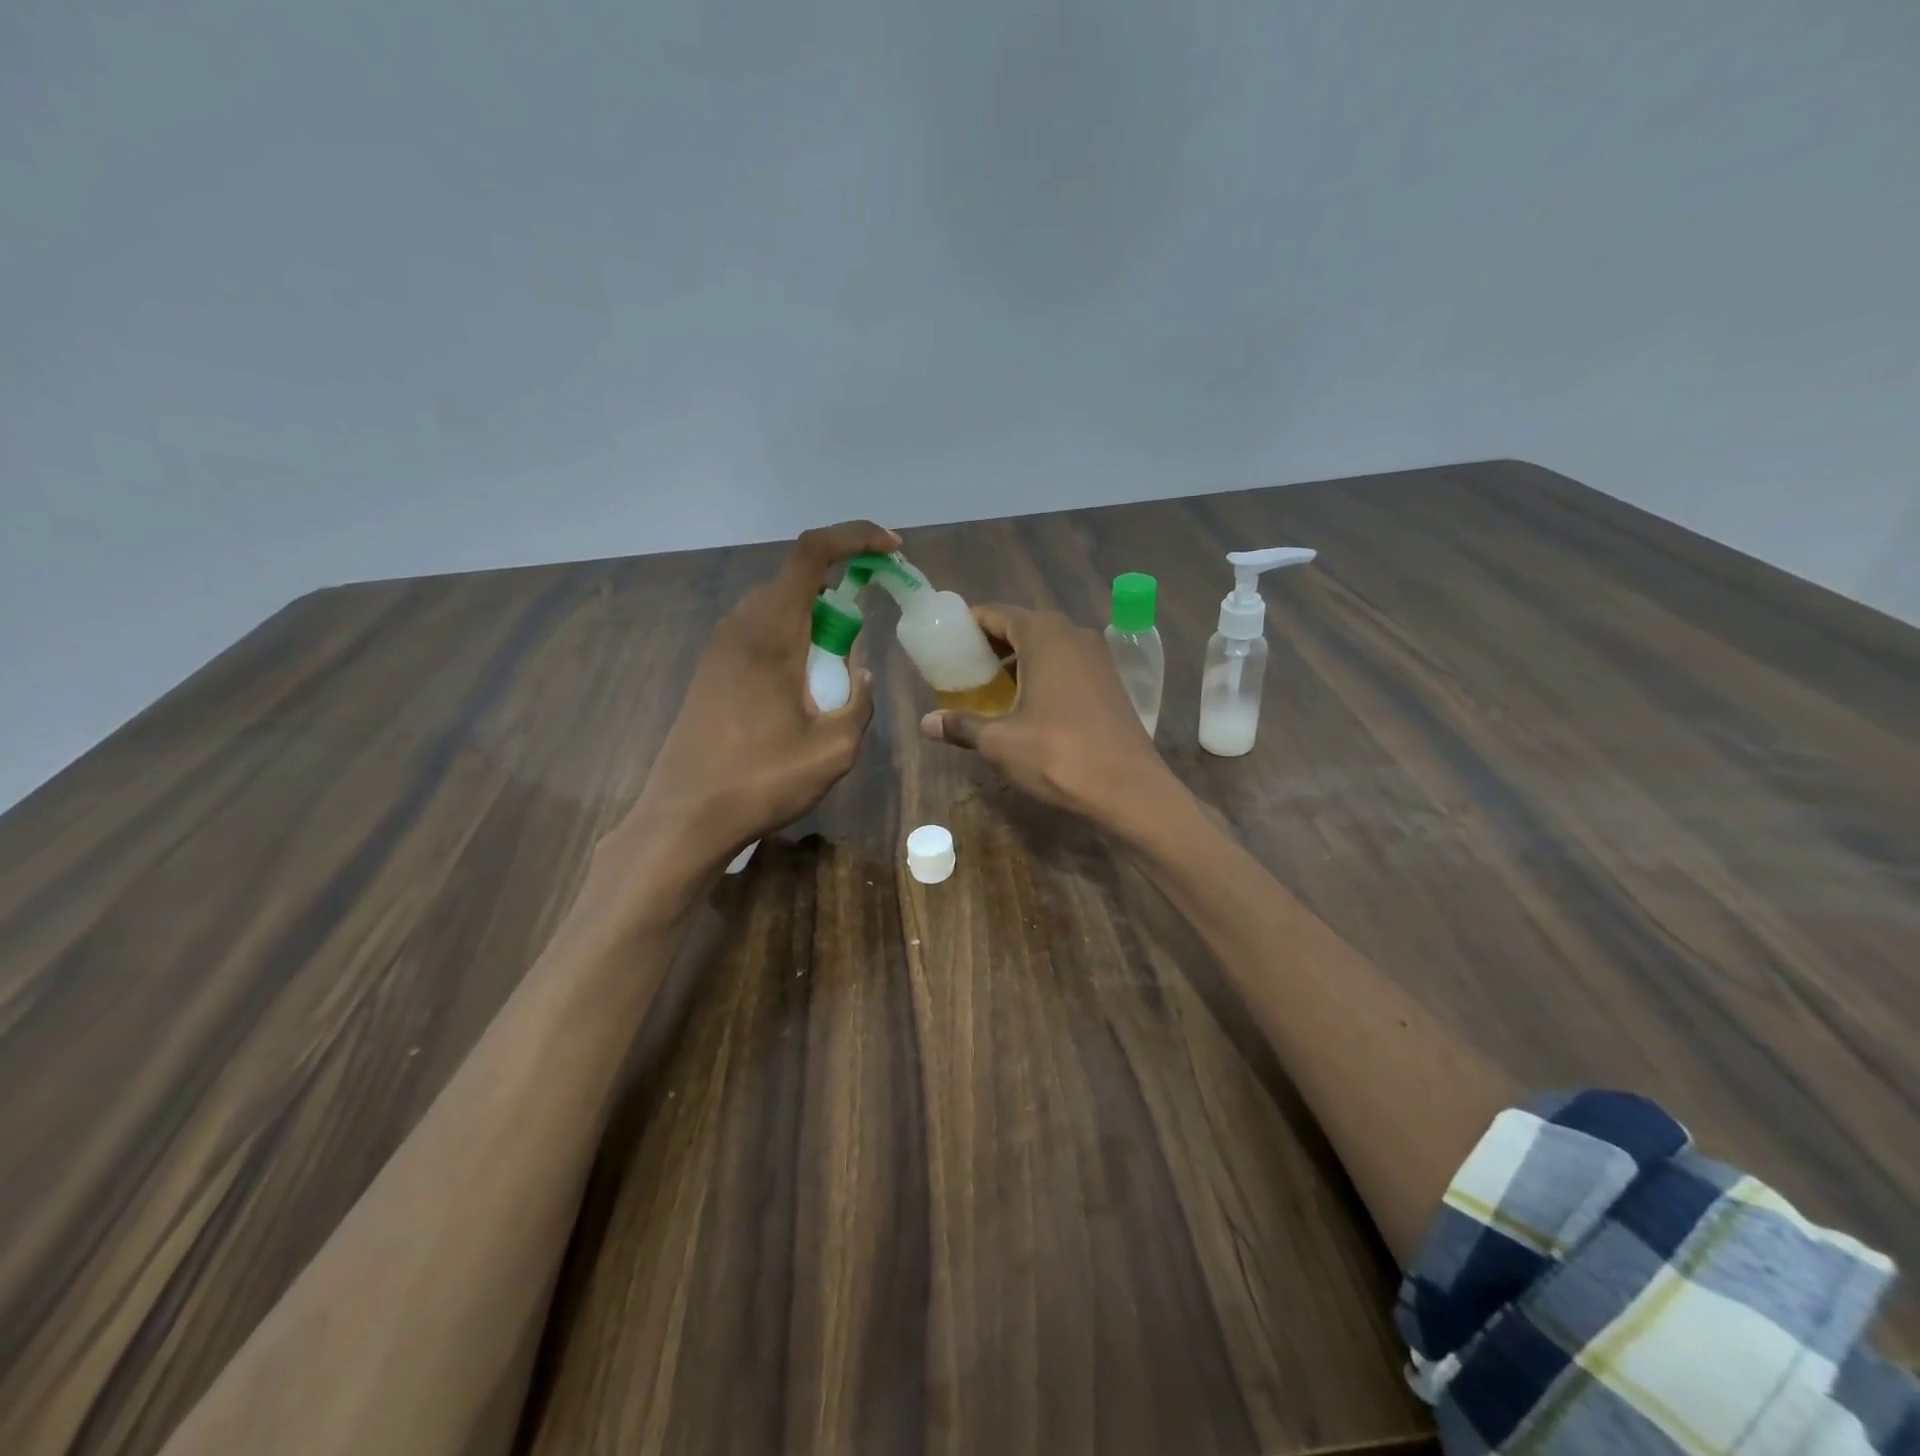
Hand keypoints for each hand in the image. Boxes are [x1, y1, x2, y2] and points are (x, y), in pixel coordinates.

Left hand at [620, 520, 899, 870]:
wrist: (684, 817)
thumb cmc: (762, 781)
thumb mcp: (835, 748)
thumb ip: (859, 700)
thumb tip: (859, 671)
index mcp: (771, 632)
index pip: (812, 553)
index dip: (856, 537)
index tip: (892, 550)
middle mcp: (740, 626)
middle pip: (796, 577)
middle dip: (842, 585)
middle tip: (872, 619)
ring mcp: (720, 647)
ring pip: (778, 605)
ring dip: (817, 617)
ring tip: (841, 663)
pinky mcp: (712, 669)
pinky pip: (761, 631)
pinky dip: (794, 637)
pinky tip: (806, 684)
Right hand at [919, 604, 1173, 824]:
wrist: (1129, 790)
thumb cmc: (1058, 755)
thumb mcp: (1000, 742)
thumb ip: (962, 725)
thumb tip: (926, 724)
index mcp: (1044, 635)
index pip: (995, 614)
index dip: (967, 627)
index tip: (946, 647)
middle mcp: (1073, 634)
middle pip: (1021, 627)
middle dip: (990, 646)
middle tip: (964, 672)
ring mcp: (1098, 657)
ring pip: (1047, 647)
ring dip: (1018, 662)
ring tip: (992, 691)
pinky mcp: (1111, 682)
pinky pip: (1067, 665)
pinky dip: (1043, 675)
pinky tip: (1029, 706)